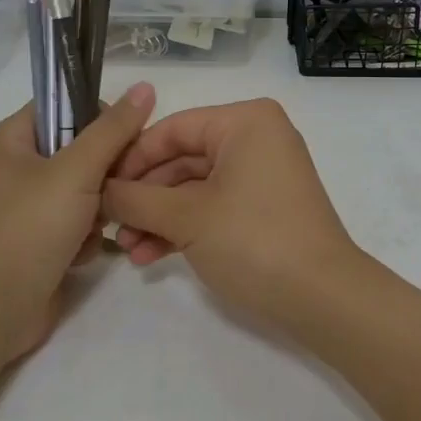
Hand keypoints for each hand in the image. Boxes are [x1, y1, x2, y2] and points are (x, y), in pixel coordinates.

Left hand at [0, 80, 155, 364]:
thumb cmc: (29, 228)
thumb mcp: (76, 171)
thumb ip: (113, 130)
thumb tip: (146, 86)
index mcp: (11, 138)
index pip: (64, 105)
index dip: (98, 116)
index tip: (127, 140)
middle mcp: (17, 166)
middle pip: (80, 148)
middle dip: (104, 172)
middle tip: (116, 187)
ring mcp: (28, 204)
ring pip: (85, 187)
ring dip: (98, 208)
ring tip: (96, 227)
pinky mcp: (40, 237)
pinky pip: (78, 220)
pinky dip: (86, 235)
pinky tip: (81, 253)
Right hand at [102, 98, 361, 339]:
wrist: (323, 298)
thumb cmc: (253, 240)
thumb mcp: (186, 217)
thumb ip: (136, 198)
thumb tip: (100, 191)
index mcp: (244, 122)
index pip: (172, 129)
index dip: (131, 159)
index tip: (97, 188)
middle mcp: (255, 138)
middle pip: (182, 159)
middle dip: (144, 196)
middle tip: (109, 225)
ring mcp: (262, 175)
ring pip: (195, 188)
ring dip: (159, 218)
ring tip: (128, 250)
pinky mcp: (264, 208)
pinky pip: (214, 206)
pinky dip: (184, 228)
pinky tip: (151, 256)